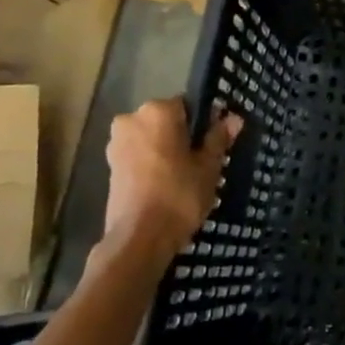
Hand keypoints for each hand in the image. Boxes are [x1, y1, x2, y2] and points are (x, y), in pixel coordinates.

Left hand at [99, 99, 242, 271]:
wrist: (138, 239)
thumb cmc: (179, 195)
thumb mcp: (208, 167)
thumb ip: (218, 138)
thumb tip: (234, 118)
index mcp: (158, 111)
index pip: (189, 105)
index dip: (206, 122)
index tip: (216, 142)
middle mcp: (132, 119)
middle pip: (168, 121)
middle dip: (184, 136)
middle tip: (203, 162)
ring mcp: (117, 143)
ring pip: (153, 138)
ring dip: (168, 150)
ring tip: (186, 177)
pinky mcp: (110, 166)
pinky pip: (139, 155)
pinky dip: (153, 164)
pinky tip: (167, 185)